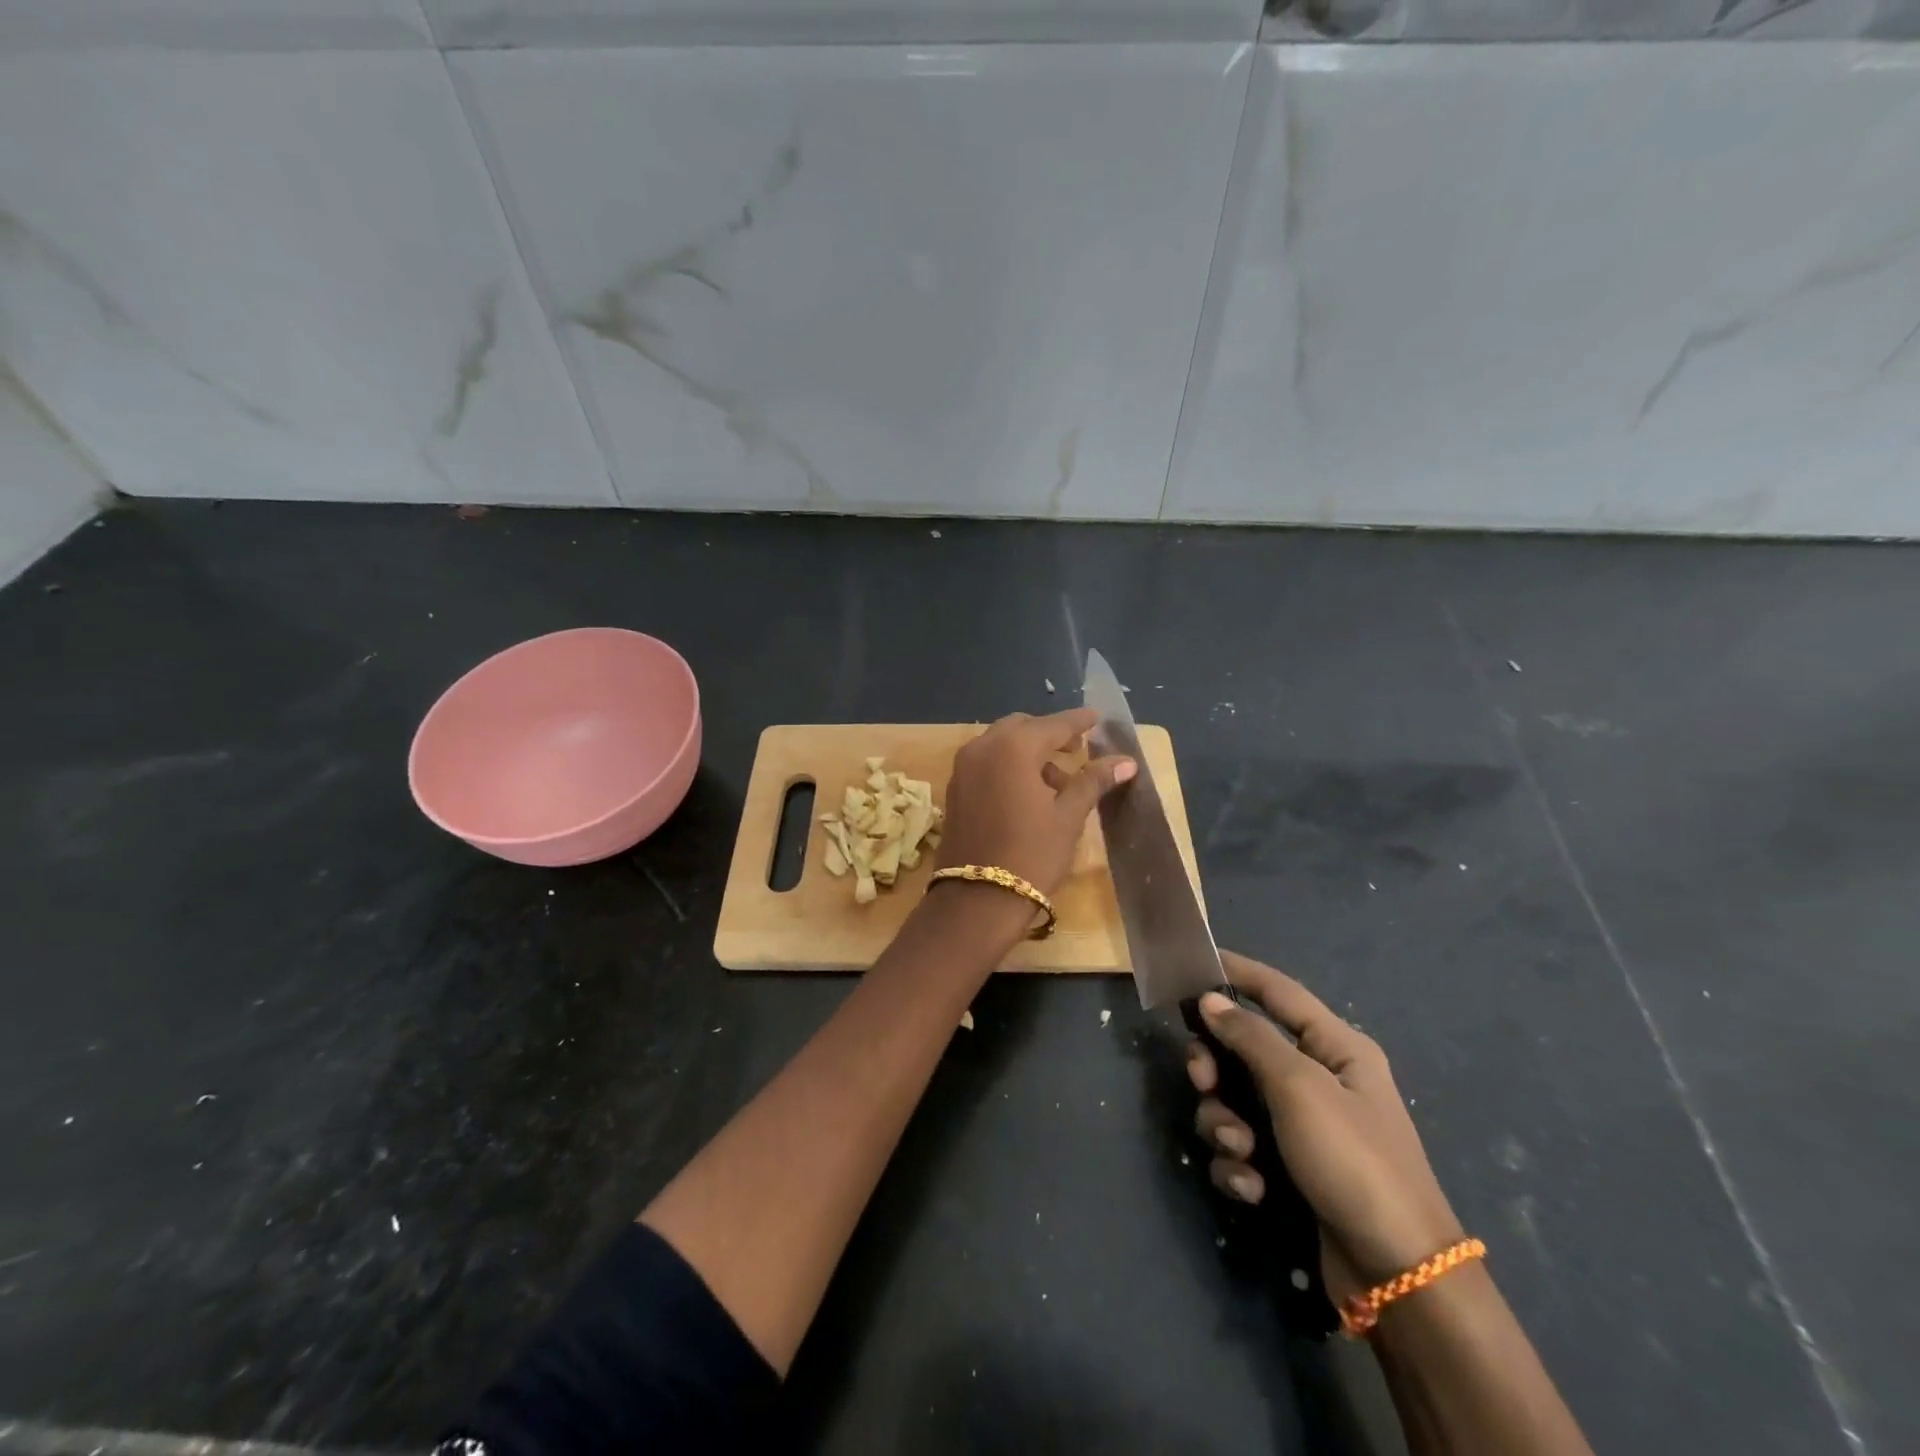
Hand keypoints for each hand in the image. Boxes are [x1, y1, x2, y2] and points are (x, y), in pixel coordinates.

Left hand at [934, 708, 1134, 897]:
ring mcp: (962, 768)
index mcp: (1013, 748)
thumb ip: (1093, 781)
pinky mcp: (954, 789)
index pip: (1053, 725)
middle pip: (1022, 728)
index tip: (1097, 718)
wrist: (976, 900)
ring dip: (1029, 753)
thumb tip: (1126, 761)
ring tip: (1058, 783)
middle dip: (1050, 735)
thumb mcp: (1068, 817)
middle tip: (1076, 751)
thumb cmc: (1031, 856)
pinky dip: (1008, 766)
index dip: (1078, 722)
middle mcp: (982, 748)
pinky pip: (986, 763)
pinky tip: (1028, 793)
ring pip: (1001, 745)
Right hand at [1189, 951, 1462, 1289]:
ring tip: (1241, 1151)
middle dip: (1216, 1067)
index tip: (1194, 961)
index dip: (1237, 971)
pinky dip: (1240, 1165)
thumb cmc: (1353, 1160)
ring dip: (1225, 1124)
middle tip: (1202, 1081)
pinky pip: (1244, 1147)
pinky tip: (1252, 1187)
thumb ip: (1250, 1037)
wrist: (1399, 1275)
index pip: (1278, 991)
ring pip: (1235, 1101)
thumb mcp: (1299, 1088)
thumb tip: (1209, 1000)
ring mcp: (1304, 1126)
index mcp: (1335, 1047)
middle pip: (1244, 1049)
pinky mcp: (1290, 1169)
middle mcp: (1318, 1079)